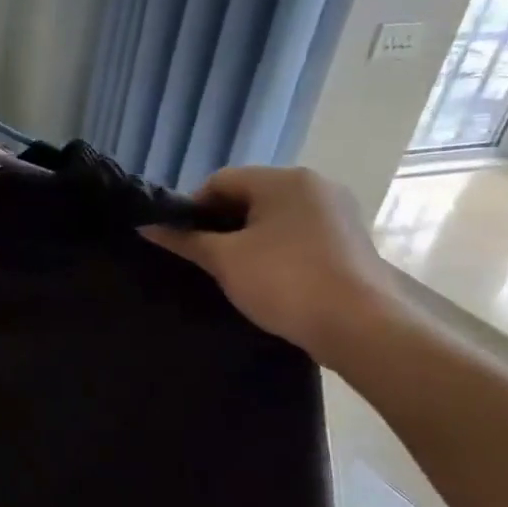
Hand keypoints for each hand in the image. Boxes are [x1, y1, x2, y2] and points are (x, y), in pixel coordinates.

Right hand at [141, 166, 403, 367]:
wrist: (361, 326)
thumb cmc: (285, 281)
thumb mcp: (224, 260)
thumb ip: (184, 240)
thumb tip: (146, 226)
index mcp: (284, 180)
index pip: (220, 181)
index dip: (192, 209)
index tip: (181, 242)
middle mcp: (315, 185)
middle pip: (248, 196)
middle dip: (219, 224)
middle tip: (202, 259)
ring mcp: (337, 212)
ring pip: (272, 217)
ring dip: (246, 238)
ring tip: (231, 271)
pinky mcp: (347, 240)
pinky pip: (296, 234)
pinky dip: (273, 249)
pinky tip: (265, 278)